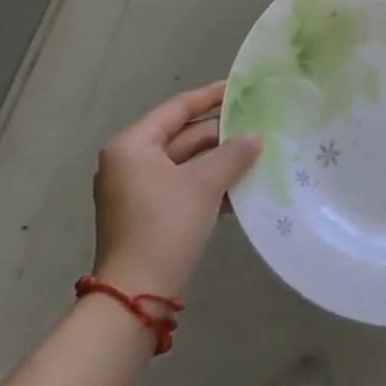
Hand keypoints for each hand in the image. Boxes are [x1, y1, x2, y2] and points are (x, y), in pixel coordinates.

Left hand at [92, 82, 260, 296]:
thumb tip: (255, 137)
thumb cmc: (165, 226)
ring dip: (218, 162)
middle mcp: (129, 163)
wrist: (136, 297)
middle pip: (181, 137)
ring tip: (256, 154)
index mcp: (133, 146)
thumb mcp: (204, 184)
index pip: (177, 109)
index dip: (210, 96)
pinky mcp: (146, 216)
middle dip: (220, 135)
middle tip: (257, 125)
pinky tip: (240, 188)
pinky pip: (181, 187)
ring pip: (184, 164)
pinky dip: (207, 185)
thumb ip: (232, 154)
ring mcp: (135, 191)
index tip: (239, 88)